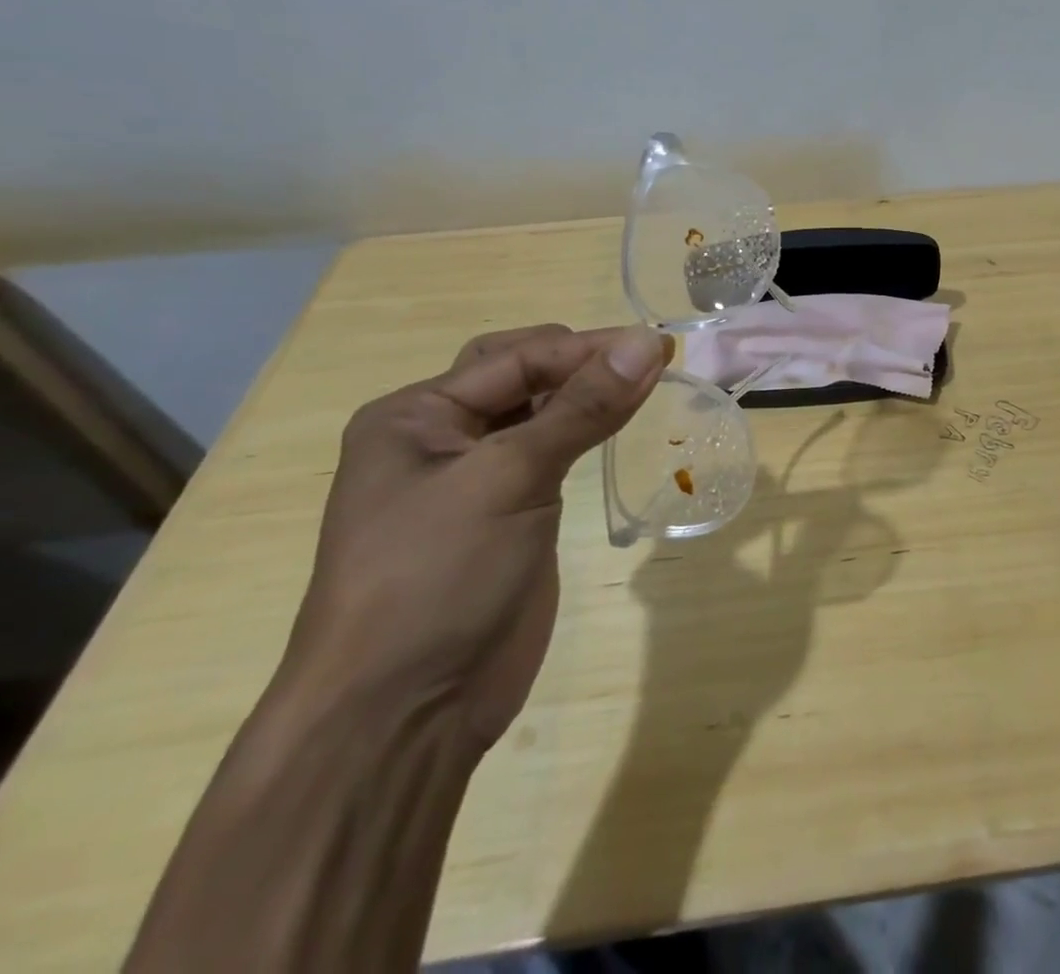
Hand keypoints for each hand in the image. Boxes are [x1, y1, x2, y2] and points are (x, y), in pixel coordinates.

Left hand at [279, 324, 669, 749]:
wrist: (402, 716)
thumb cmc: (436, 578)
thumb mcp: (509, 478)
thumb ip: (583, 407)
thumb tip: (648, 343)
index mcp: (416, 416)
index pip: (516, 358)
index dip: (587, 348)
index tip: (657, 346)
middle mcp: (441, 437)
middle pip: (524, 375)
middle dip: (585, 363)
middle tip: (650, 364)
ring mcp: (475, 479)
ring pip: (541, 413)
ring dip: (590, 395)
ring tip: (650, 385)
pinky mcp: (510, 514)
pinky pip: (552, 453)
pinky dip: (588, 432)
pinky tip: (622, 425)